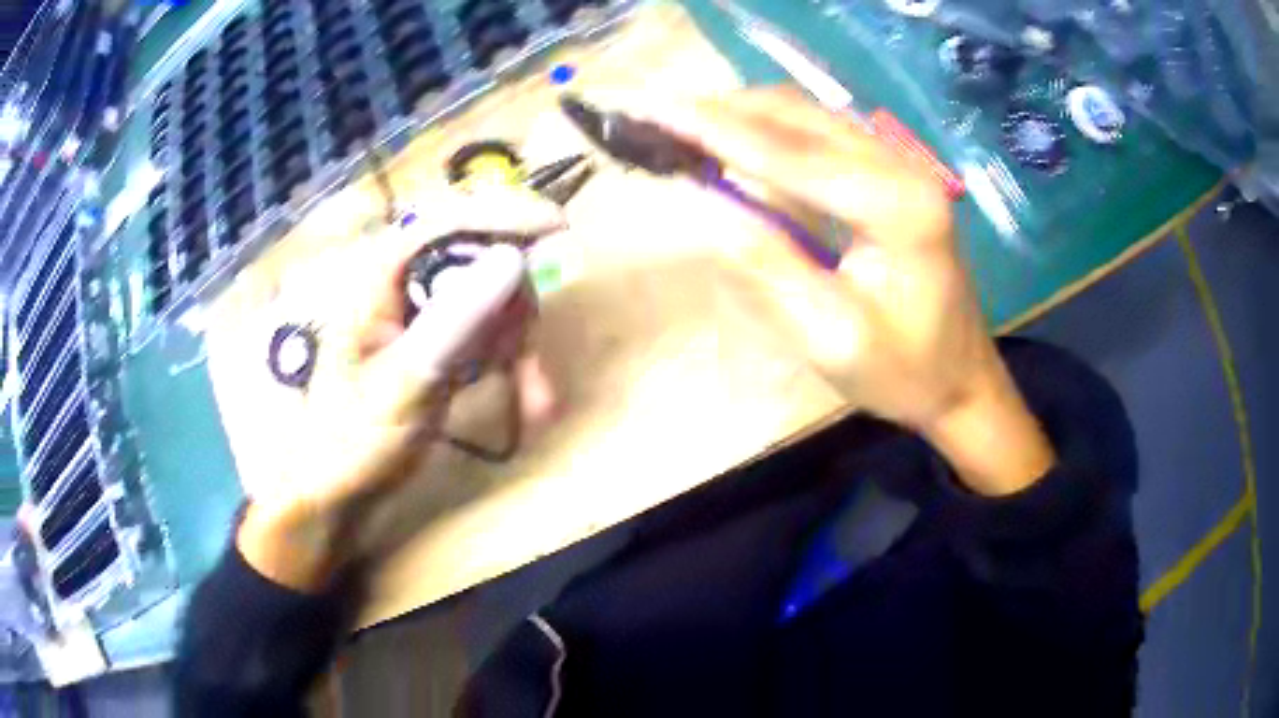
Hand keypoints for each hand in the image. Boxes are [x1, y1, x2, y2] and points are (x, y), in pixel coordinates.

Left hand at [226, 189, 563, 591]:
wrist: (340, 487)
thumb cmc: (357, 436)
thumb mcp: (408, 380)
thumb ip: (456, 319)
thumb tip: (513, 258)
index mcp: (379, 274)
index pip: (448, 220)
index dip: (506, 215)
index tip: (560, 229)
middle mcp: (402, 280)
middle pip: (478, 260)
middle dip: (514, 308)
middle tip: (530, 358)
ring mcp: (419, 310)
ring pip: (491, 299)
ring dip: (517, 345)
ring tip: (532, 399)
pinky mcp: (434, 337)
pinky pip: (487, 331)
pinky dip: (509, 361)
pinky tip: (525, 400)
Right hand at [652, 88, 1053, 494]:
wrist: (961, 378)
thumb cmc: (903, 371)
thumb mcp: (832, 337)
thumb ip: (769, 267)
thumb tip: (706, 205)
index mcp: (898, 206)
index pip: (791, 154)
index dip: (717, 132)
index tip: (655, 114)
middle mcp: (902, 166)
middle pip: (799, 114)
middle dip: (725, 111)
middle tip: (658, 119)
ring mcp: (901, 164)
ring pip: (808, 114)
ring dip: (745, 115)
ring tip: (685, 128)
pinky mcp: (893, 173)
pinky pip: (820, 132)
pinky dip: (771, 129)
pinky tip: (738, 142)